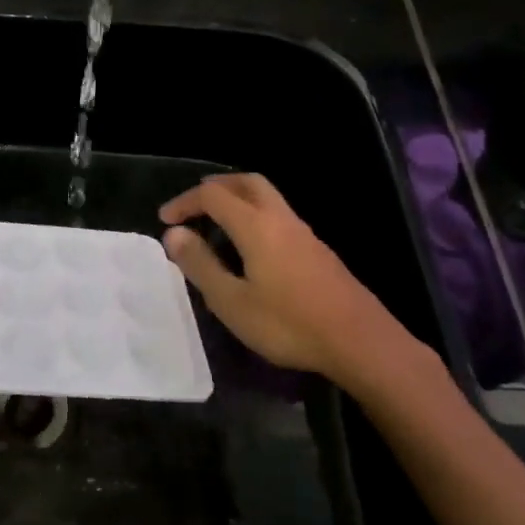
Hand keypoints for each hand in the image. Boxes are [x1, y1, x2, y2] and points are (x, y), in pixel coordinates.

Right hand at [160, 173, 414, 383]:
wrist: (359, 341)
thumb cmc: (288, 324)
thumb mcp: (232, 301)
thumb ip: (201, 265)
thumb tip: (174, 234)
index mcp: (256, 226)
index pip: (213, 195)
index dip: (185, 202)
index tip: (164, 220)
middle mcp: (280, 218)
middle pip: (246, 183)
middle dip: (215, 188)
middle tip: (193, 207)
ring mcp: (303, 233)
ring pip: (266, 197)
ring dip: (237, 200)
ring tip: (216, 225)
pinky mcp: (317, 250)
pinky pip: (278, 216)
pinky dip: (254, 216)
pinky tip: (250, 248)